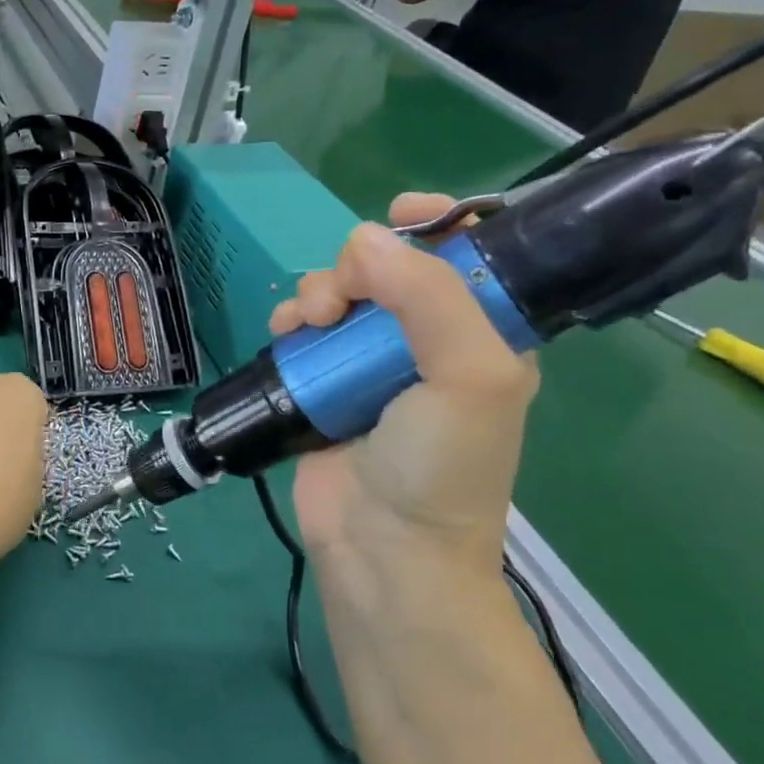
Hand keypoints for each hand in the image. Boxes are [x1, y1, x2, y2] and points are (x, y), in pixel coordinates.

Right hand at [268, 194, 537, 591]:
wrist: (384, 551)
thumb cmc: (443, 467)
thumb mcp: (469, 378)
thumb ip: (429, 298)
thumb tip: (362, 239)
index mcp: (480, 335)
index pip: (468, 256)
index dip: (440, 222)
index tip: (400, 213)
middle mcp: (424, 341)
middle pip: (387, 268)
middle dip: (356, 267)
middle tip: (336, 301)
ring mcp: (368, 363)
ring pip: (338, 294)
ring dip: (315, 292)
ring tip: (306, 323)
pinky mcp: (322, 383)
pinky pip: (304, 330)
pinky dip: (290, 321)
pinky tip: (284, 334)